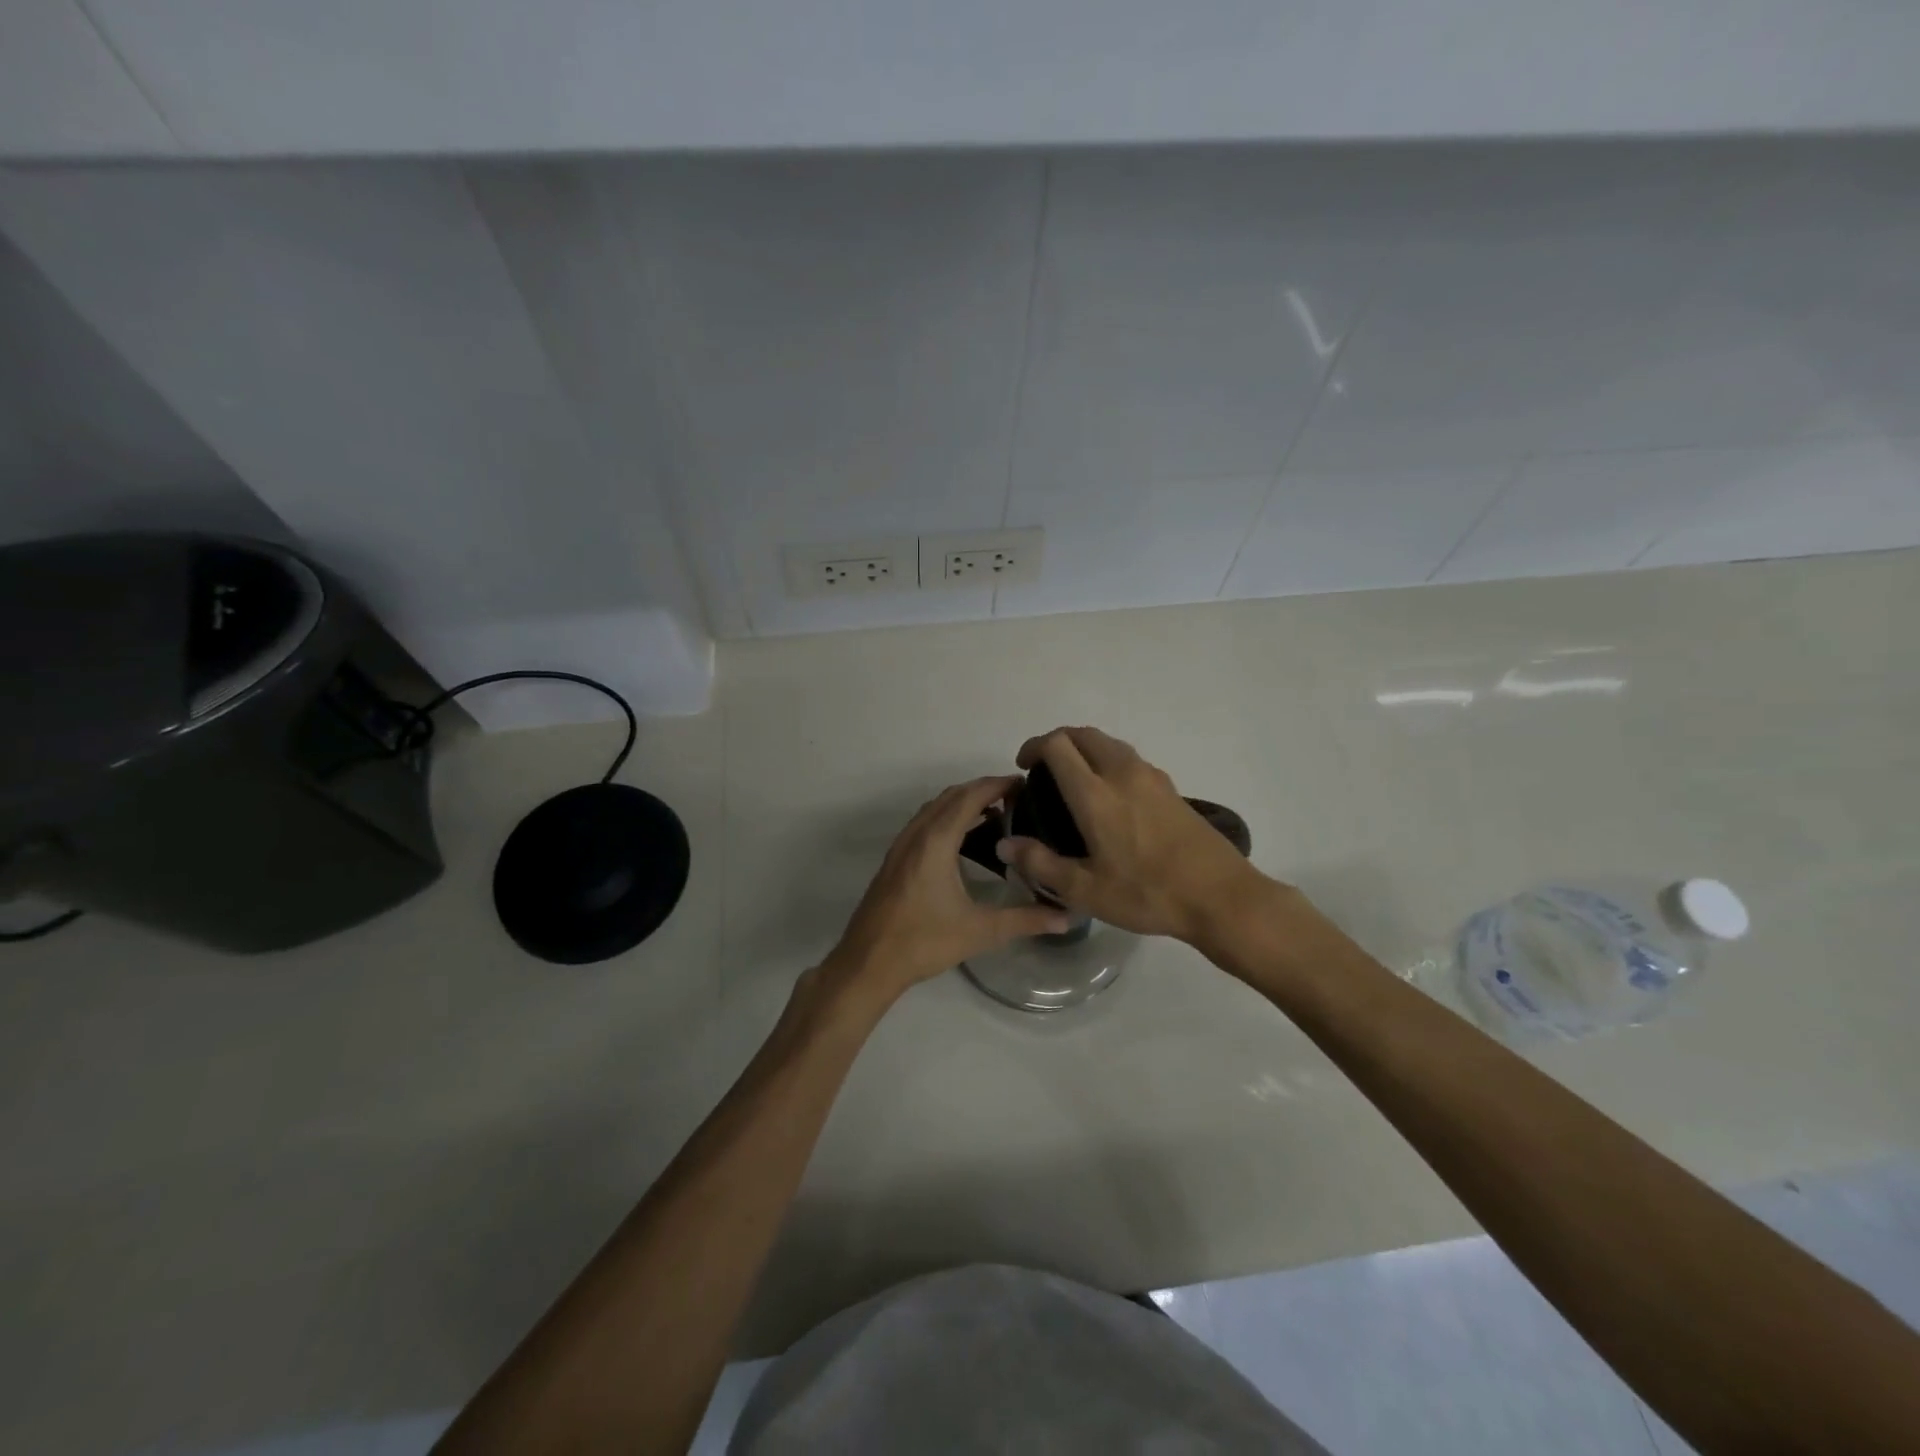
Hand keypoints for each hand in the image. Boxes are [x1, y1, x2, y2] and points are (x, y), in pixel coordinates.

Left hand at [822, 775, 1072, 1003]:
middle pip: (951, 796)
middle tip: (1017, 799)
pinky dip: (946, 817)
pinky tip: (963, 841)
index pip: (970, 797)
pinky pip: (924, 822)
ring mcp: (901, 845)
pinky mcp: (895, 859)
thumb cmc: (923, 942)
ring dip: (962, 802)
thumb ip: (1025, 920)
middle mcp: (916, 834)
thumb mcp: (979, 931)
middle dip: (983, 790)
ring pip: (934, 808)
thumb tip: (1066, 918)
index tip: (1026, 784)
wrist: (867, 963)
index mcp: (936, 841)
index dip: (997, 785)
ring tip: (996, 815)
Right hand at [997, 726, 1274, 943]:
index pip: (1058, 745)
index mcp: (1096, 794)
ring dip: (1084, 749)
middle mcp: (1123, 774)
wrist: (1220, 897)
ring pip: (1109, 743)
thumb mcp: (1085, 890)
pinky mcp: (1171, 788)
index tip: (1023, 767)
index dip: (1034, 747)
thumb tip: (1004, 844)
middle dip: (1057, 741)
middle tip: (1042, 768)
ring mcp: (1152, 777)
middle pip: (1084, 734)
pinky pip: (1129, 759)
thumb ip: (1040, 864)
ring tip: (1072, 779)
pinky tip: (1109, 797)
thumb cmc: (1148, 894)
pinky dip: (1107, 761)